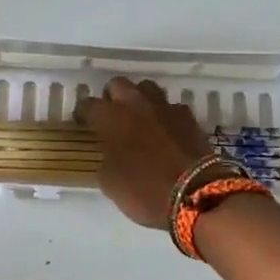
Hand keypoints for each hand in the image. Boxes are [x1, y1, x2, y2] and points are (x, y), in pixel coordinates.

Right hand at [74, 77, 216, 228]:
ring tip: (139, 118)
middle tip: (111, 116)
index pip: (89, 104)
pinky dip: (165, 115)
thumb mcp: (110, 183)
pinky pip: (171, 107)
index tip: (83, 123)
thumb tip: (110, 154)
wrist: (196, 194)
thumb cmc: (145, 190)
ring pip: (147, 88)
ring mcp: (166, 108)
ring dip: (139, 99)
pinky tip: (165, 130)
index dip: (83, 113)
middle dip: (112, 97)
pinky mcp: (189, 117)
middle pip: (119, 84)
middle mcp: (137, 104)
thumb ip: (106, 160)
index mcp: (112, 118)